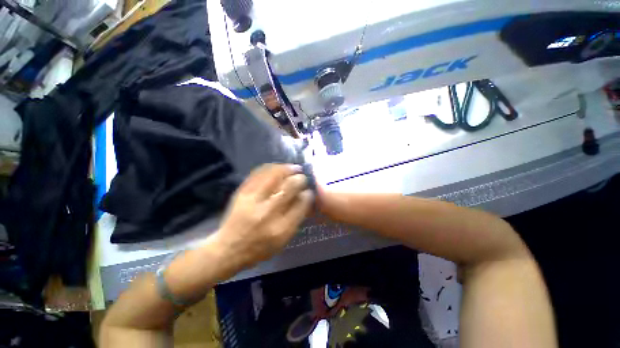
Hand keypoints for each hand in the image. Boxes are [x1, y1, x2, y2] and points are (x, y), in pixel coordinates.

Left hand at [214, 164, 313, 271]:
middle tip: (302, 177)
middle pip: (290, 186)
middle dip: (300, 179)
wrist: (229, 248)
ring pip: (275, 175)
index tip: (309, 190)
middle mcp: (268, 211)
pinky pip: (259, 173)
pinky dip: (272, 167)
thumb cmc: (260, 247)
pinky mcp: (242, 191)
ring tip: (293, 168)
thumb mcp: (284, 239)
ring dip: (287, 169)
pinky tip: (278, 168)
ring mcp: (253, 199)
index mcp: (281, 228)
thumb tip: (306, 196)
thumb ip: (297, 217)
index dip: (308, 194)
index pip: (301, 204)